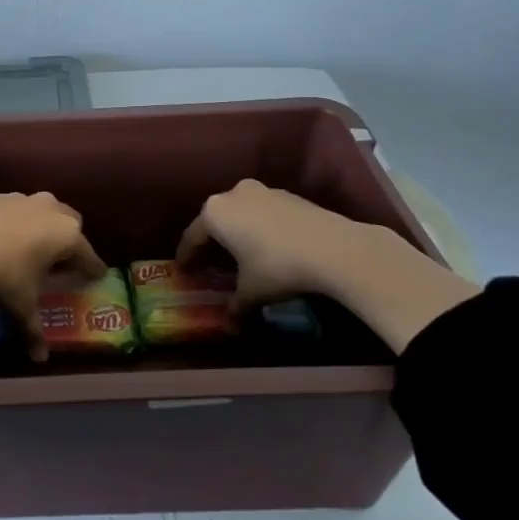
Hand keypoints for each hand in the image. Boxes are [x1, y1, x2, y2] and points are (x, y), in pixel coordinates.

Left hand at [0, 193, 105, 360]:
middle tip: (62, 261)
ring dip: (40, 228)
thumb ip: (34, 330)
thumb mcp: (22, 306)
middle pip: (69, 223)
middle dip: (68, 241)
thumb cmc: (3, 276)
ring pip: (40, 211)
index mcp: (66, 234)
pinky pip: (12, 210)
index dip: (92, 268)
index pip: (87, 254)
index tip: (97, 274)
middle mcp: (50, 209)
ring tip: (29, 250)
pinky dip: (12, 223)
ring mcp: (21, 199)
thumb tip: (40, 358)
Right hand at [176, 180, 478, 352]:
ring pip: (242, 214)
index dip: (186, 256)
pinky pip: (264, 212)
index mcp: (215, 212)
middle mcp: (234, 194)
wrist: (335, 249)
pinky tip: (270, 248)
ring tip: (242, 255)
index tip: (183, 270)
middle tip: (210, 264)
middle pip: (216, 221)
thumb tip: (231, 328)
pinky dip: (260, 228)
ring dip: (238, 233)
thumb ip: (236, 307)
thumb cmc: (278, 267)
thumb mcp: (252, 292)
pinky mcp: (289, 195)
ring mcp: (263, 191)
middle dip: (212, 242)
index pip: (192, 237)